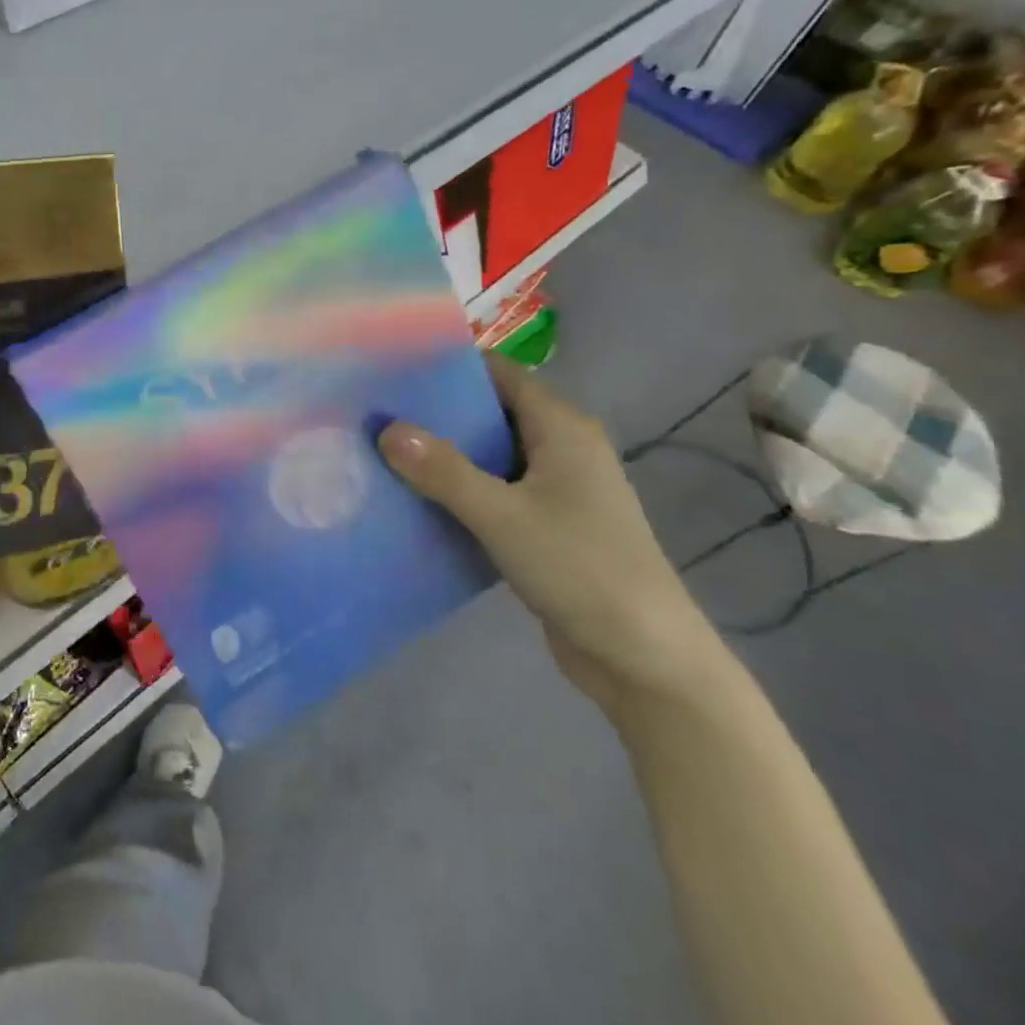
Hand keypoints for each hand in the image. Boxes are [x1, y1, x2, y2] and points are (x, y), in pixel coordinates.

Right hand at [378, 355, 727, 713]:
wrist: (644, 658)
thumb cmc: (581, 569)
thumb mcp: (503, 516)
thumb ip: (444, 471)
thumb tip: (387, 428)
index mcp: (562, 428)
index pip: (499, 373)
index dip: (450, 366)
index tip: (395, 368)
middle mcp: (562, 448)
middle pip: (492, 411)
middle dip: (439, 411)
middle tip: (379, 410)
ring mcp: (557, 489)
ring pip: (491, 454)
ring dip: (445, 453)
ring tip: (385, 448)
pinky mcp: (547, 524)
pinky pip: (495, 490)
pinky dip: (460, 489)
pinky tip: (417, 497)